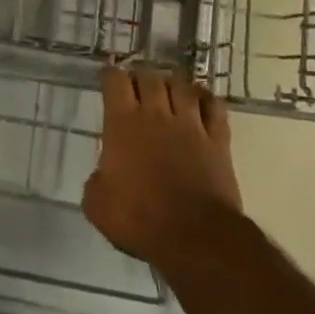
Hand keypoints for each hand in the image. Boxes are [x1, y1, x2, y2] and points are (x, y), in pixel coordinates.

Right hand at [84, 66, 241, 266]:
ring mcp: (191, 125)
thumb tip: (103, 176)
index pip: (116, 81)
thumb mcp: (97, 205)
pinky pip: (214, 107)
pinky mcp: (218, 141)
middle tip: (135, 87)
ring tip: (167, 91)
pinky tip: (200, 102)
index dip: (110, 76)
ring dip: (172, 84)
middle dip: (140, 77)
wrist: (195, 237)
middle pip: (149, 77)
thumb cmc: (139, 219)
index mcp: (123, 124)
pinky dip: (205, 99)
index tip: (108, 80)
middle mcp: (156, 115)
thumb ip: (96, 182)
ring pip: (182, 86)